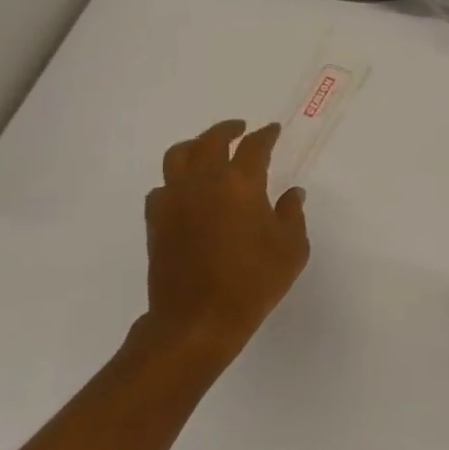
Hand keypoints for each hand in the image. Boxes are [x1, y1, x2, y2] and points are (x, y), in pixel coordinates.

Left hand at [140, 119, 309, 369]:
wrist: (197, 321)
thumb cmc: (253, 282)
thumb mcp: (291, 249)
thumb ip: (292, 214)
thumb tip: (291, 194)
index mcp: (241, 183)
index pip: (254, 146)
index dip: (266, 135)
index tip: (273, 131)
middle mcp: (203, 182)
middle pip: (210, 140)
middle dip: (227, 130)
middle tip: (240, 129)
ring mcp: (174, 201)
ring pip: (177, 156)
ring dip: (195, 146)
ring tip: (207, 151)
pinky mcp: (156, 222)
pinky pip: (163, 187)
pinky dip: (176, 181)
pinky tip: (188, 192)